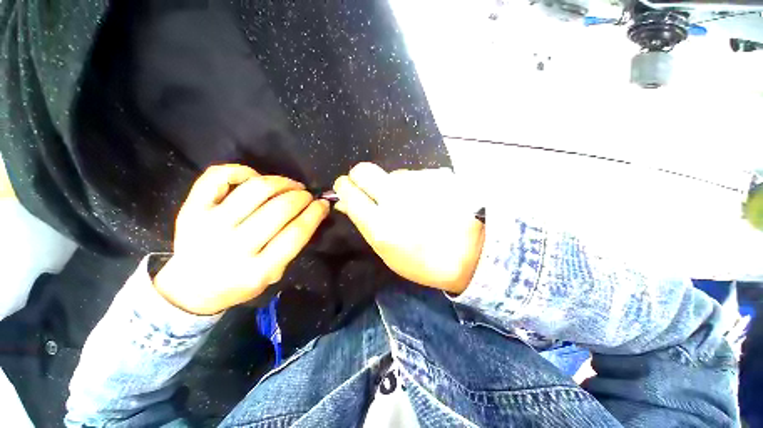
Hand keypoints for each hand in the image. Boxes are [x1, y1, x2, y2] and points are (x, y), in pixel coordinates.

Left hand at [154, 165, 328, 314]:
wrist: (192, 287)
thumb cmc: (239, 282)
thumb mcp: (273, 274)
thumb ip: (292, 246)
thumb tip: (311, 213)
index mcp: (258, 269)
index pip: (296, 233)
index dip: (315, 213)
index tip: (323, 204)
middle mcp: (234, 246)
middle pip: (280, 209)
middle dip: (302, 197)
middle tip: (307, 196)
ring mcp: (210, 225)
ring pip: (256, 189)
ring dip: (281, 182)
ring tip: (290, 185)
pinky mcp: (192, 210)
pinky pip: (219, 177)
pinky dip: (242, 171)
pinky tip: (255, 178)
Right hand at [333, 163, 484, 293]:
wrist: (470, 252)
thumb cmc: (423, 261)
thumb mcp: (387, 252)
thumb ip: (364, 223)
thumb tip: (345, 202)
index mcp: (381, 224)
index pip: (348, 192)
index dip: (343, 187)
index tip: (345, 188)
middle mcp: (396, 198)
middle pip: (363, 170)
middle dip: (359, 176)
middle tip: (368, 189)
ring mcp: (418, 183)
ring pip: (391, 174)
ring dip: (393, 186)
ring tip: (410, 203)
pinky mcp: (436, 175)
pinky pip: (413, 176)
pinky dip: (414, 186)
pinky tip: (428, 200)